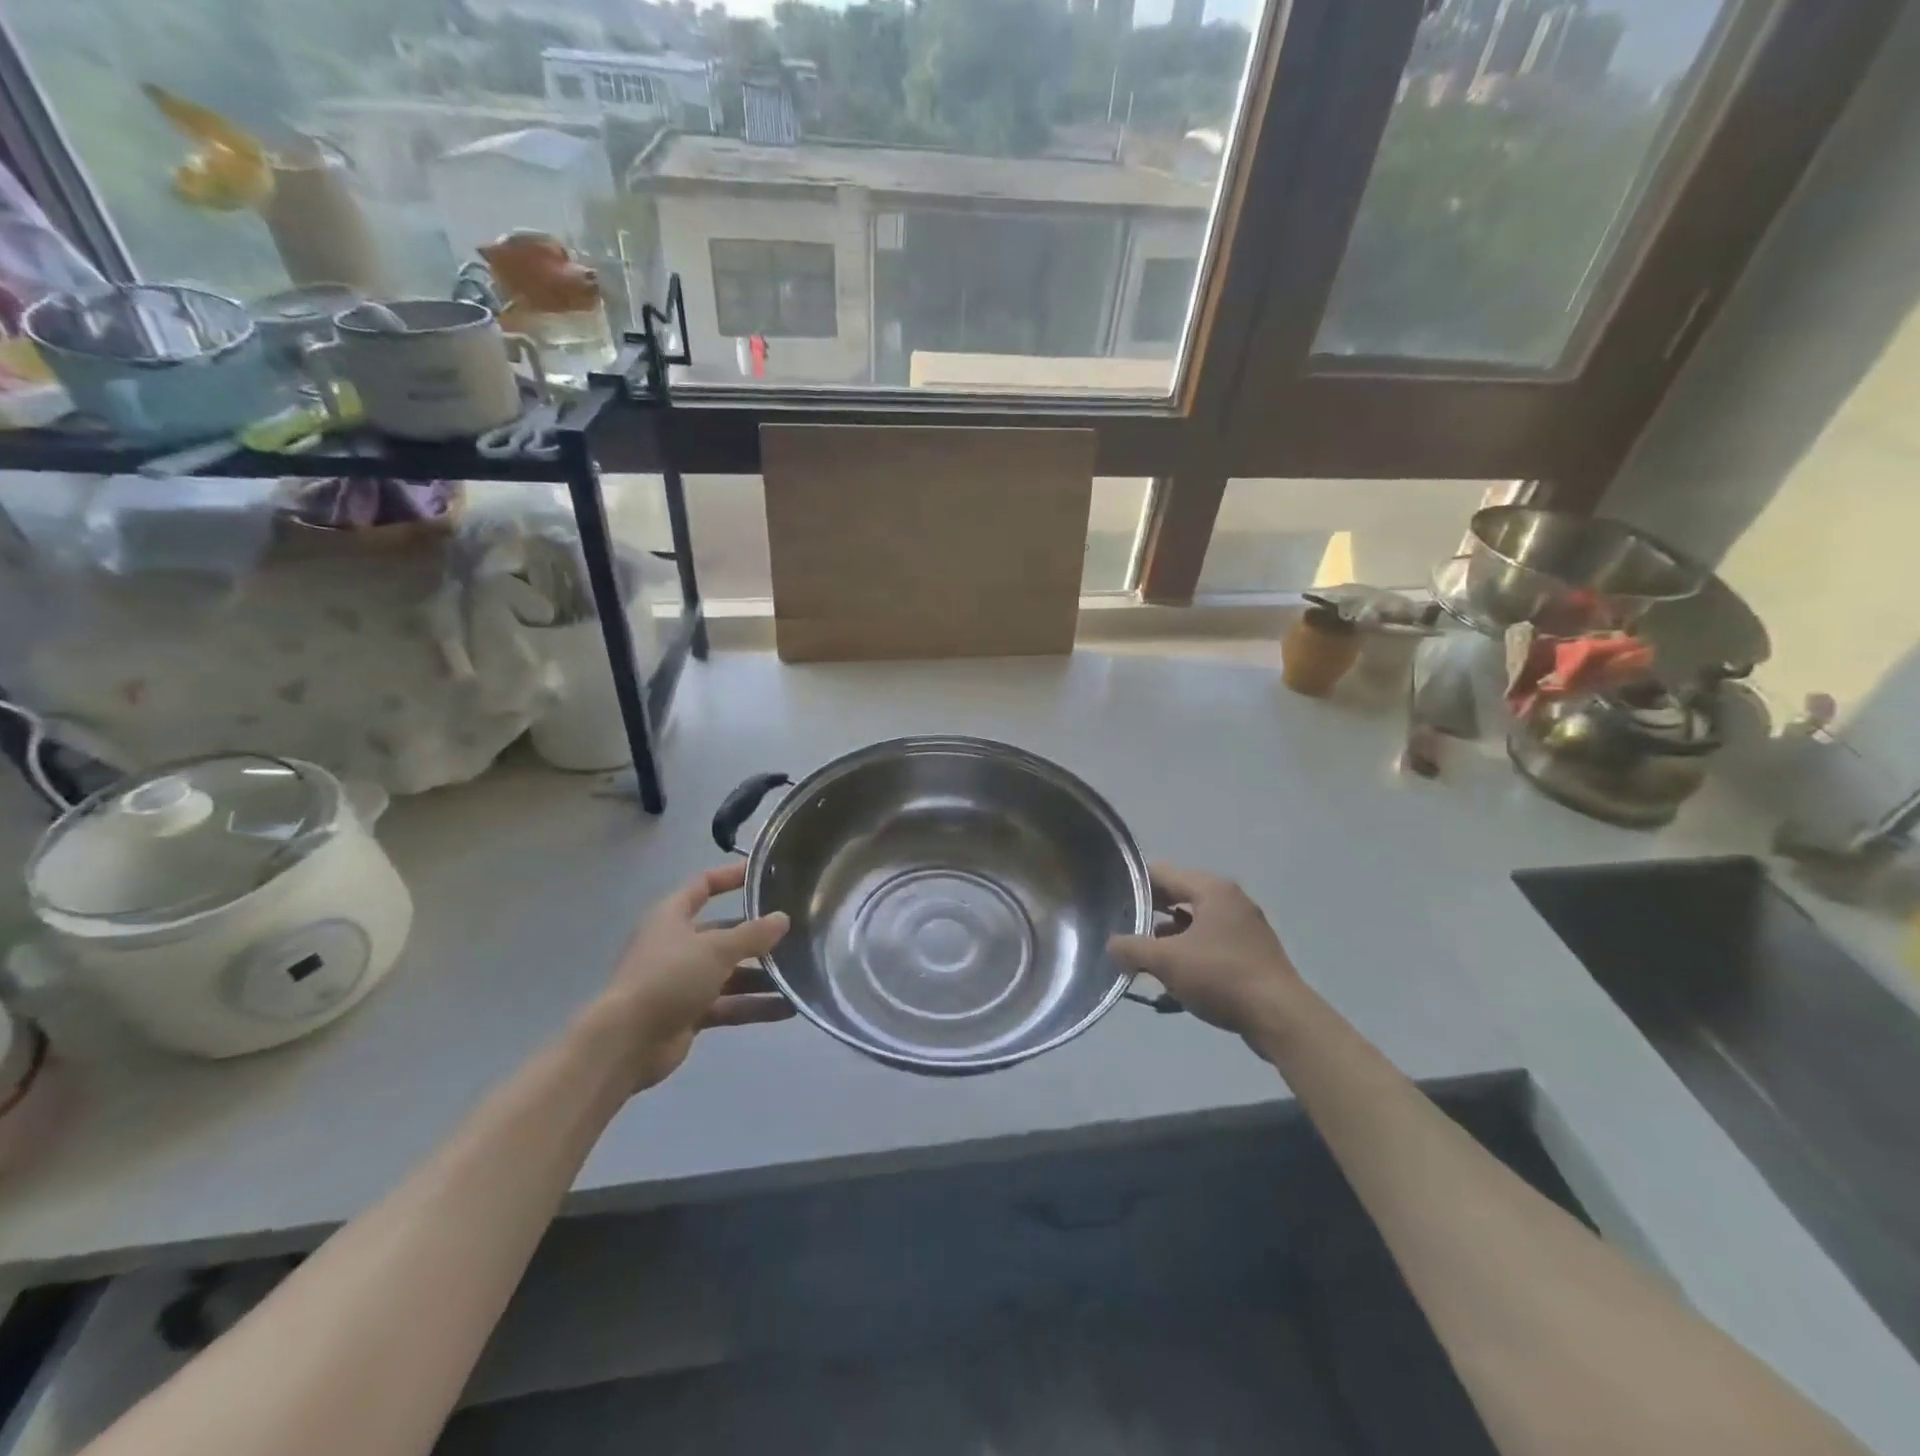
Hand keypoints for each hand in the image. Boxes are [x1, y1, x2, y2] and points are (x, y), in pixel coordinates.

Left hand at [590, 861, 791, 1092]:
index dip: (730, 877)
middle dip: (757, 935)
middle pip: (723, 932)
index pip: (703, 886)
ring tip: (800, 975)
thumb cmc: (668, 978)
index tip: (764, 874)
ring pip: (730, 973)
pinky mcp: (689, 1014)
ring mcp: (682, 981)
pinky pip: (729, 1004)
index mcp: (672, 917)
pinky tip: (788, 1008)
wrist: (626, 1043)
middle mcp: (677, 945)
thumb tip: (783, 918)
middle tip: (795, 933)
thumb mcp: (715, 948)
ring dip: (762, 976)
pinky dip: (754, 1006)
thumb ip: (753, 933)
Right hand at [1109, 865, 1302, 1040]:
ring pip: (1194, 921)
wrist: (1280, 1017)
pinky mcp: (1251, 952)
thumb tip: (1111, 944)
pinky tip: (1174, 976)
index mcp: (1212, 889)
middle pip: (1178, 895)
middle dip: (1149, 912)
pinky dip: (1189, 951)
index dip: (1133, 884)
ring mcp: (1245, 926)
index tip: (1109, 900)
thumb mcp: (1167, 961)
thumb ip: (1132, 948)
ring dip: (1169, 936)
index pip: (1162, 873)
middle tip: (1122, 928)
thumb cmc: (1221, 977)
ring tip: (1144, 956)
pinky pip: (1210, 941)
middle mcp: (1230, 899)